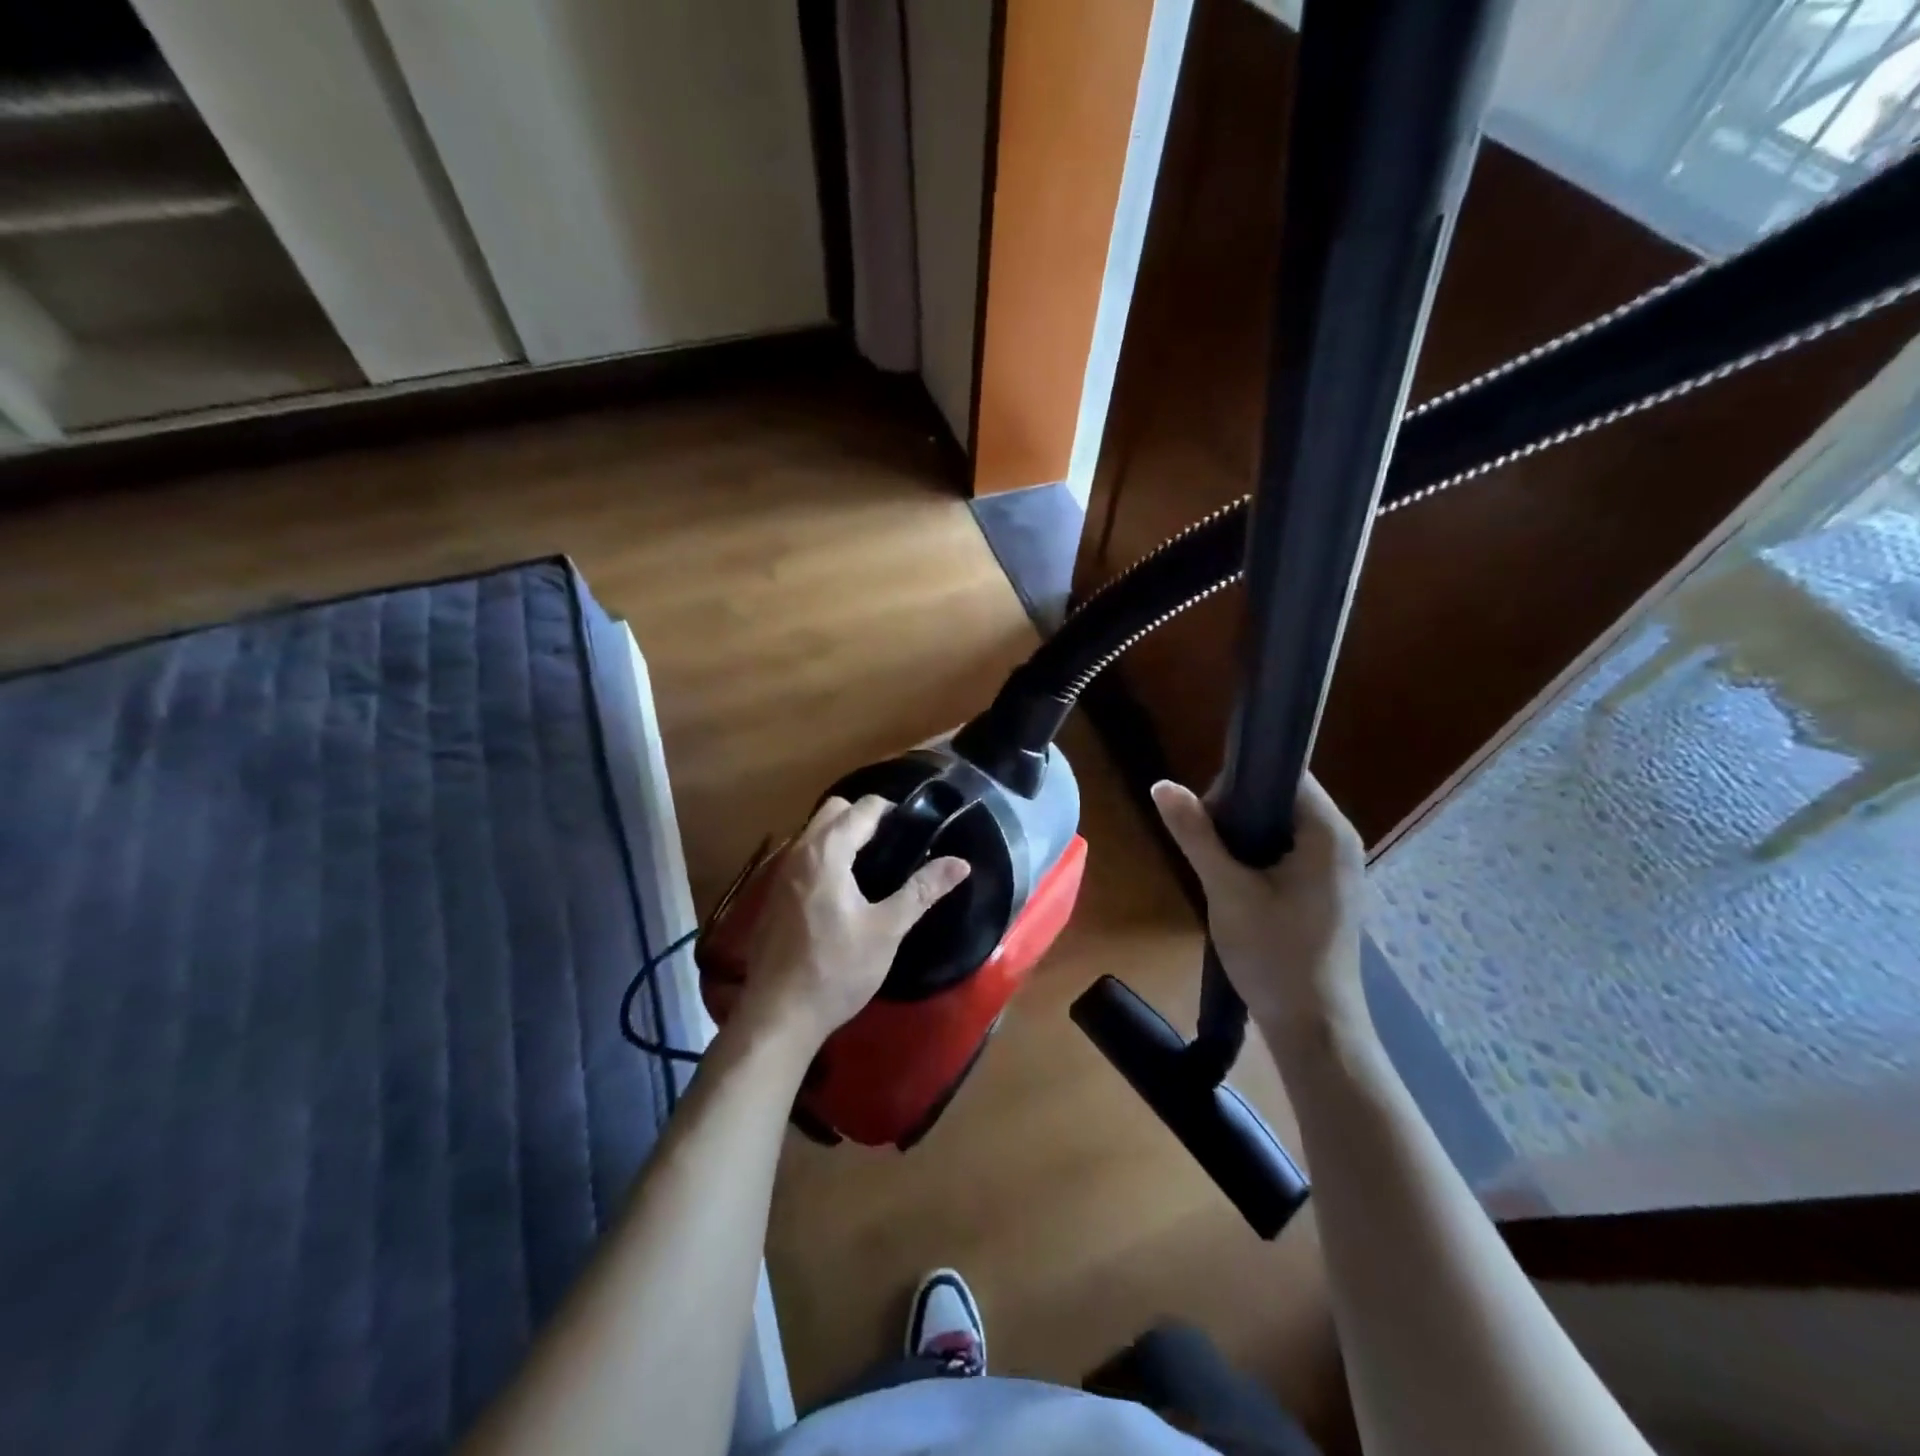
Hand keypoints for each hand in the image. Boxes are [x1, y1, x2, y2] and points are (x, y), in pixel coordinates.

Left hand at [736, 795, 970, 1055]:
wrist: (780, 1015)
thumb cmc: (837, 969)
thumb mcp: (887, 930)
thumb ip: (922, 890)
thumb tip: (961, 863)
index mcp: (827, 852)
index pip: (863, 808)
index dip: (892, 811)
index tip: (915, 830)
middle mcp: (798, 852)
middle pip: (833, 810)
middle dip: (863, 816)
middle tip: (894, 844)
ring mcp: (780, 873)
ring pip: (814, 832)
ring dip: (841, 835)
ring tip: (872, 865)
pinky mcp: (772, 895)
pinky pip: (802, 857)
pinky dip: (824, 857)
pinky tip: (841, 891)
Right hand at [1151, 773, 1370, 1059]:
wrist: (1313, 1028)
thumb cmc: (1274, 955)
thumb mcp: (1227, 890)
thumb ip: (1195, 834)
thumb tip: (1161, 784)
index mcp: (1327, 832)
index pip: (1283, 773)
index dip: (1239, 781)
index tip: (1205, 814)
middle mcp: (1339, 841)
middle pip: (1280, 797)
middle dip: (1236, 813)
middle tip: (1205, 847)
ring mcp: (1335, 867)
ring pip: (1280, 826)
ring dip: (1243, 837)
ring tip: (1216, 866)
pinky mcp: (1326, 889)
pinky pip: (1287, 851)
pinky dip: (1257, 857)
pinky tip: (1235, 883)